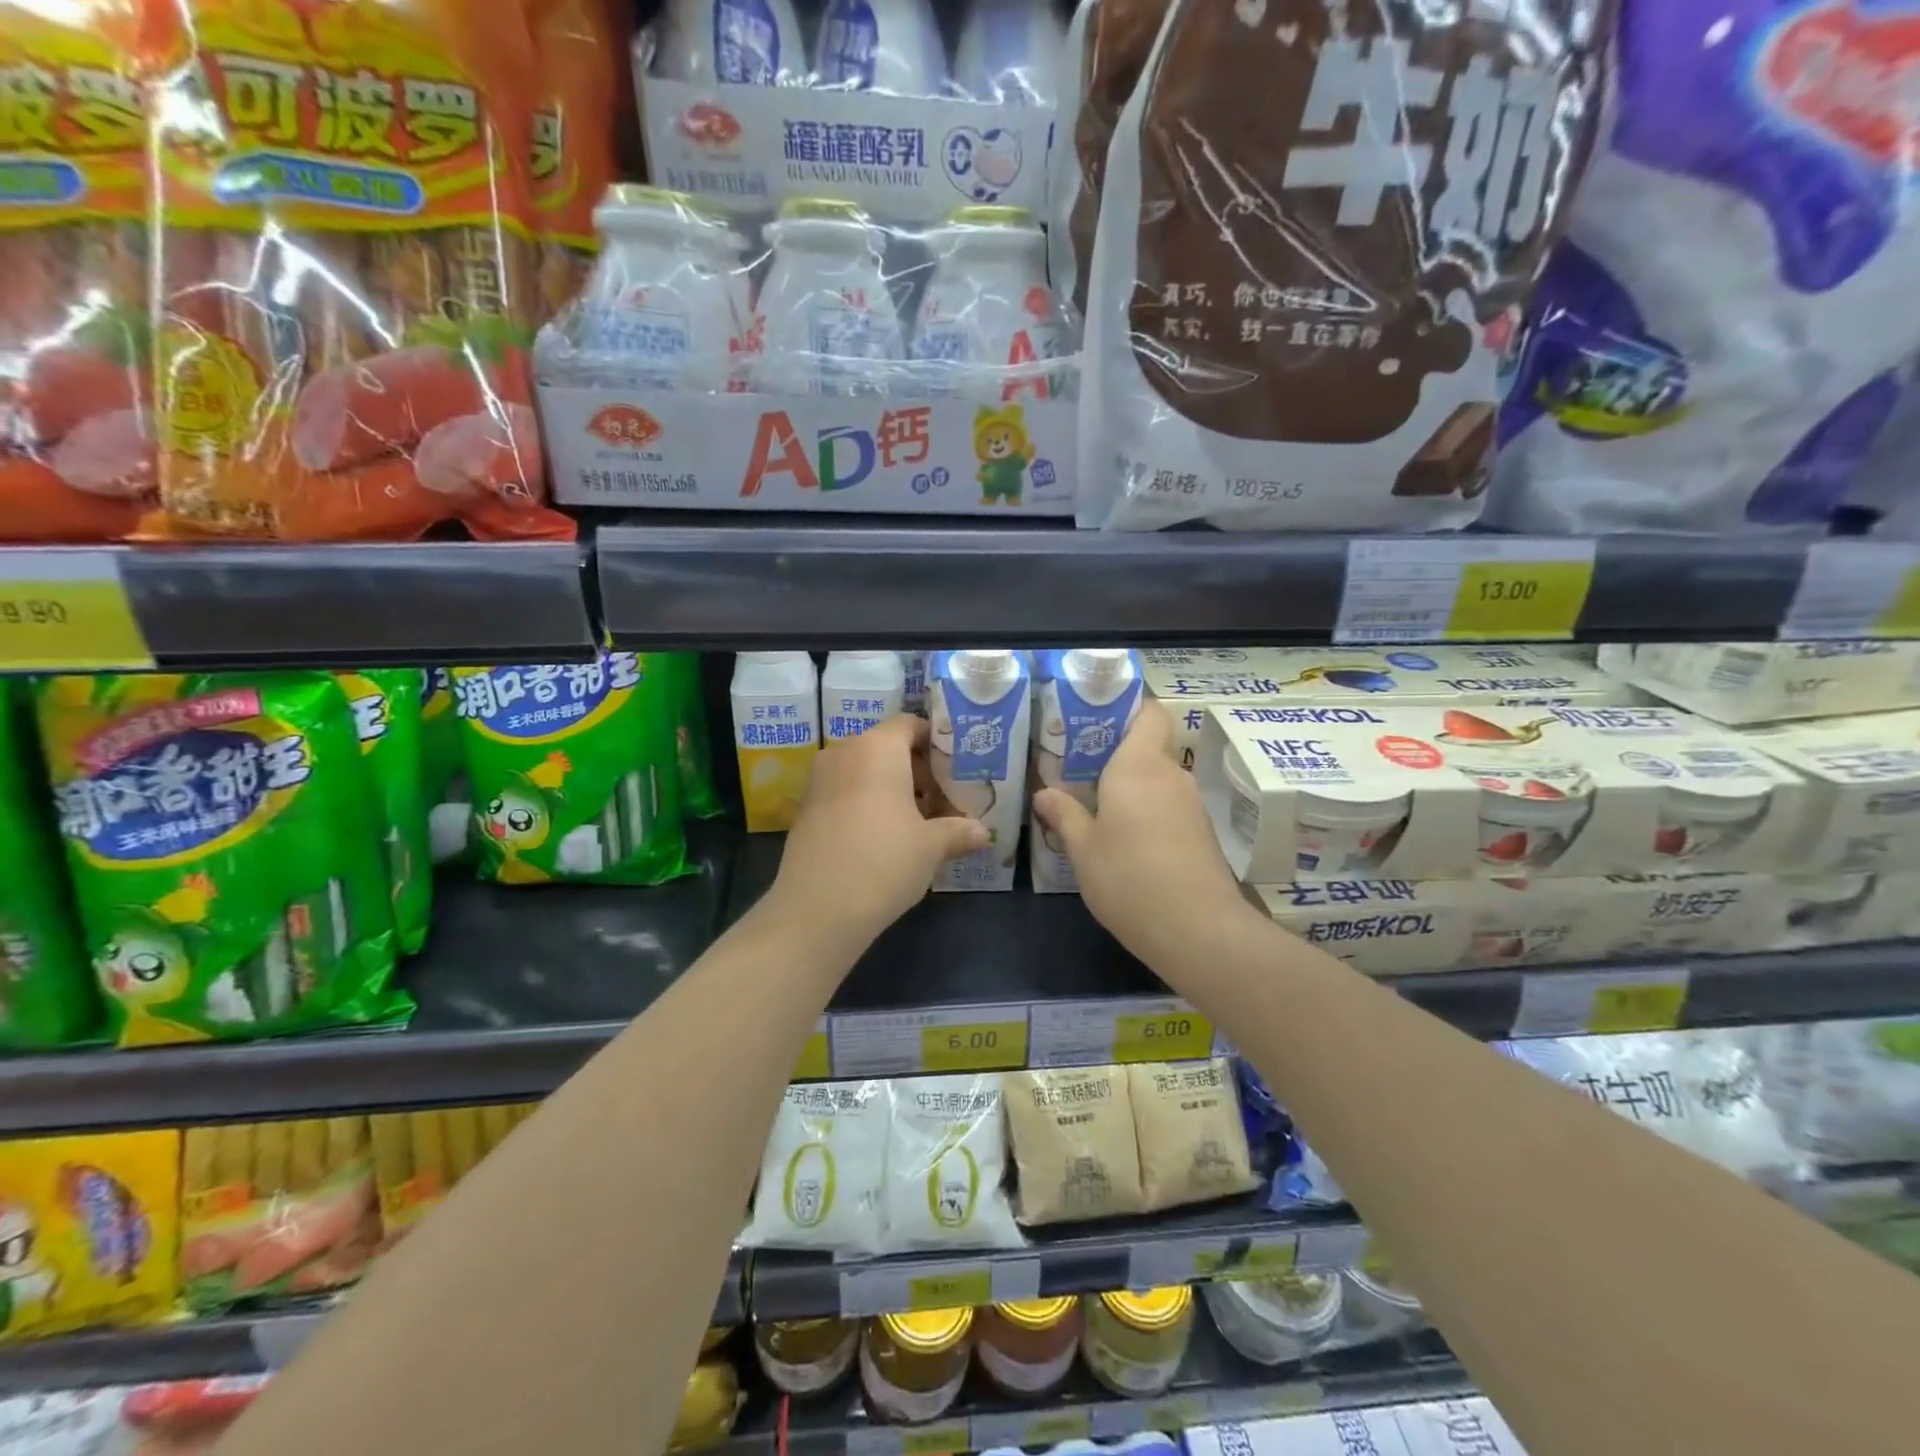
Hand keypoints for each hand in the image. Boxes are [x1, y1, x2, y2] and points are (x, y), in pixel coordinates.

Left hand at [769, 714, 987, 951]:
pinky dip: (868, 804)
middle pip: (888, 748)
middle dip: (918, 771)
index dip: (936, 742)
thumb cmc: (884, 861)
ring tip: (920, 822)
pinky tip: (886, 837)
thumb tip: (982, 832)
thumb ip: (958, 831)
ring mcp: (820, 780)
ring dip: (893, 789)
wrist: (816, 909)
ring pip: (865, 772)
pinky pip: (845, 792)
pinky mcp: (806, 808)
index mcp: (877, 748)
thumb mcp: (931, 847)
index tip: (957, 768)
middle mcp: (844, 752)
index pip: (910, 725)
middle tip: (945, 800)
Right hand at [1032, 700, 1254, 972]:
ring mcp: (1190, 804)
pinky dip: (1146, 811)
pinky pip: (1167, 805)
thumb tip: (1044, 792)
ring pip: (1157, 779)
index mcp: (1138, 766)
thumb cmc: (1128, 879)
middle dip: (1116, 754)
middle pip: (1148, 746)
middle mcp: (1170, 775)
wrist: (1198, 930)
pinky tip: (1123, 837)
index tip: (1096, 719)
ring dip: (1130, 787)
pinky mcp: (1201, 832)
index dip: (1128, 707)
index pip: (1148, 712)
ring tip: (1094, 804)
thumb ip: (1064, 814)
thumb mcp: (1083, 849)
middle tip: (1077, 769)